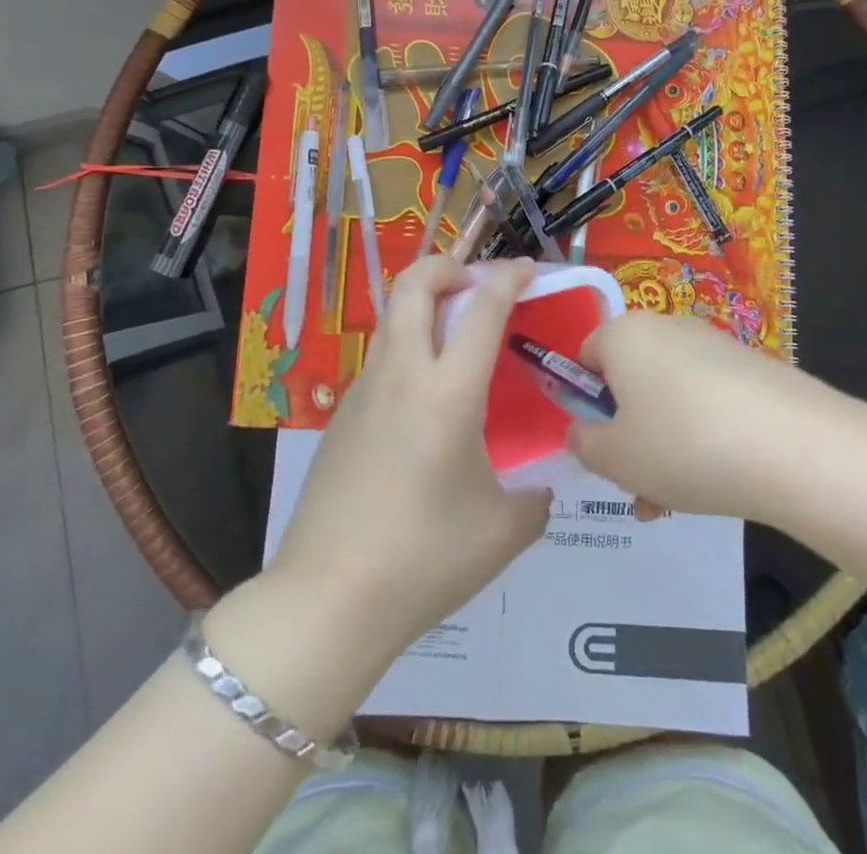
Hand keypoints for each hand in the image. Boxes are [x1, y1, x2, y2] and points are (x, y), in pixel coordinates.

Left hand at [269, 256, 552, 660]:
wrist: (327, 599)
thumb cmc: (423, 561)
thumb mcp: (502, 533)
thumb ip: (534, 499)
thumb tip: (539, 488)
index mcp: (447, 393)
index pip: (481, 308)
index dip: (508, 277)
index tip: (528, 270)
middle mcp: (402, 375)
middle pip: (414, 283)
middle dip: (448, 265)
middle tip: (477, 285)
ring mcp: (364, 390)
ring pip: (393, 316)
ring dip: (424, 304)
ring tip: (455, 337)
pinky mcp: (341, 414)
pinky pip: (380, 357)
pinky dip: (408, 346)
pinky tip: (424, 398)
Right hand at [569, 311, 852, 526]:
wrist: (796, 447)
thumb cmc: (683, 445)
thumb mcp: (614, 458)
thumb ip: (584, 443)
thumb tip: (584, 431)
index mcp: (623, 334)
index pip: (585, 356)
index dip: (585, 402)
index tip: (600, 445)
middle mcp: (666, 327)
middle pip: (630, 379)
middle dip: (629, 433)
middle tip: (638, 484)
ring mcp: (713, 344)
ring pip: (669, 396)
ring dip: (664, 445)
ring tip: (677, 501)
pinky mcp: (752, 367)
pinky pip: (708, 400)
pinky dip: (703, 435)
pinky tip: (718, 480)